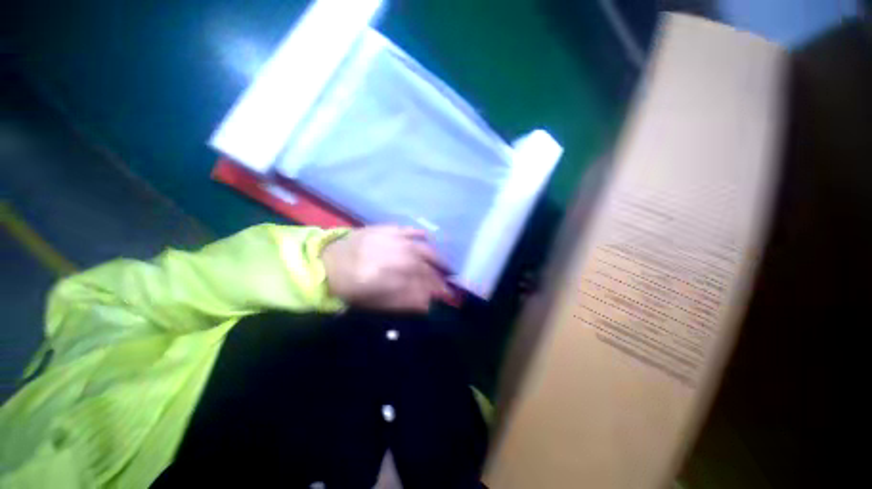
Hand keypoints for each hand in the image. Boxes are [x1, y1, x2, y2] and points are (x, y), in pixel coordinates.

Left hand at [321, 225, 451, 311]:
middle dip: (441, 275)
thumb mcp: (377, 302)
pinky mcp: (388, 229)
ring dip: (437, 258)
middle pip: (428, 267)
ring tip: (445, 264)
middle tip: (449, 280)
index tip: (448, 295)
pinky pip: (411, 231)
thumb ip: (405, 302)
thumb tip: (428, 303)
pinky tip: (429, 239)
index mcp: (395, 278)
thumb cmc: (351, 287)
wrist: (328, 262)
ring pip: (425, 249)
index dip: (439, 290)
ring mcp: (395, 241)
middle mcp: (399, 257)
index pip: (426, 284)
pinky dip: (422, 235)